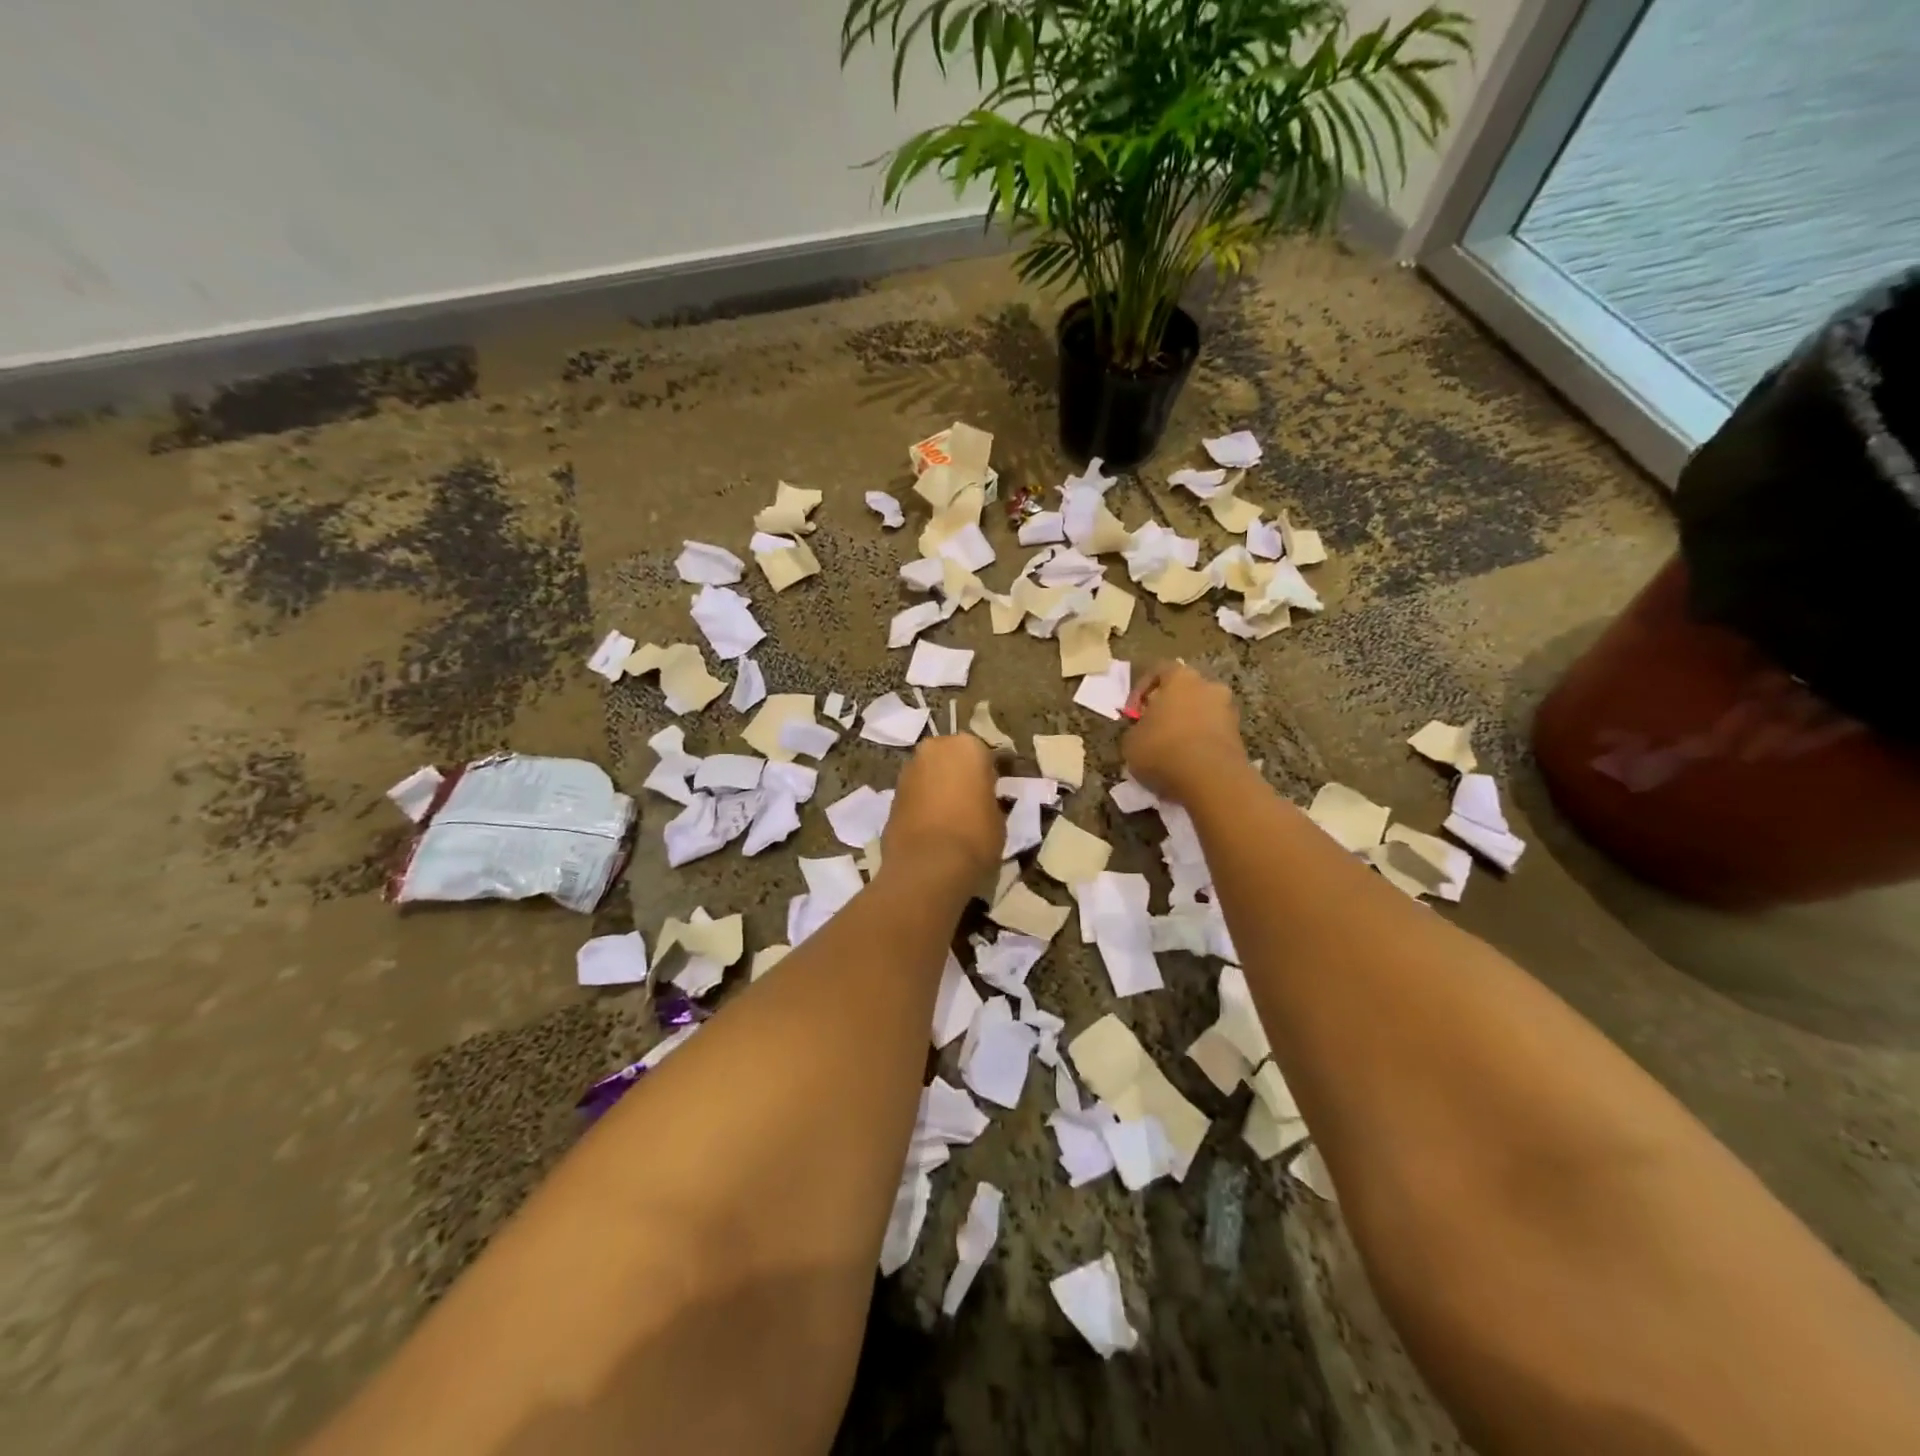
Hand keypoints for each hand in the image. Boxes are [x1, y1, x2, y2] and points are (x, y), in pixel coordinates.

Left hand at [884, 733, 1003, 883]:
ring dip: (939, 786)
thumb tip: (983, 802)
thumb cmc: (975, 836)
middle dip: (960, 774)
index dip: (991, 775)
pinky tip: (932, 824)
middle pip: (951, 757)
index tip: (996, 791)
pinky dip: (923, 802)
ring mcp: (908, 769)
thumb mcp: (998, 818)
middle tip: (972, 799)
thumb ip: (990, 800)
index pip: (986, 755)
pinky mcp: (891, 794)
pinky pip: (915, 793)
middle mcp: (934, 748)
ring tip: (951, 815)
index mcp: (967, 746)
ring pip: (930, 773)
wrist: (927, 866)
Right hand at [1122, 661, 1249, 804]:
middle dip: (1168, 707)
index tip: (1132, 713)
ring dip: (1186, 726)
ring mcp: (1228, 711)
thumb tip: (1143, 731)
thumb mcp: (1131, 741)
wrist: (1210, 779)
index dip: (1141, 689)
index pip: (1159, 670)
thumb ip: (1136, 729)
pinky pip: (1212, 734)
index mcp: (1181, 678)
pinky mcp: (1239, 738)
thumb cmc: (1163, 750)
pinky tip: (1186, 764)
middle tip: (1153, 729)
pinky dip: (1199, 744)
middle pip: (1185, 691)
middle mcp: (1209, 687)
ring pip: (1201, 713)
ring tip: (1169, 751)